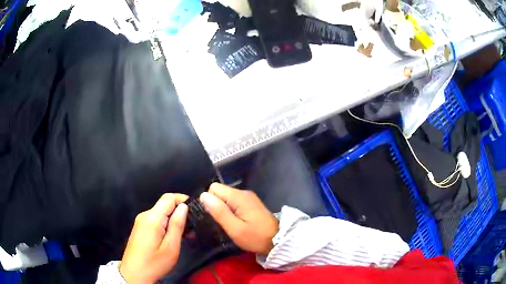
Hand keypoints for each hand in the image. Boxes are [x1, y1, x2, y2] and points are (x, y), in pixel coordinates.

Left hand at [119, 193, 188, 283]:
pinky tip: (171, 238)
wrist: (134, 274)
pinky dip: (165, 225)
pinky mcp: (139, 228)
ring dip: (173, 220)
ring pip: (160, 213)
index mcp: (152, 218)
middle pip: (164, 205)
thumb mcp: (170, 247)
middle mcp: (144, 215)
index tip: (195, 210)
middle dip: (180, 213)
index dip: (183, 199)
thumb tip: (183, 207)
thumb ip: (177, 225)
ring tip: (185, 236)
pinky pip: (155, 220)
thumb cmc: (154, 263)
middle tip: (192, 229)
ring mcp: (140, 221)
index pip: (168, 198)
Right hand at [200, 183, 278, 254]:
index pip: (214, 188)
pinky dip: (231, 210)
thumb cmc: (256, 237)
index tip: (216, 217)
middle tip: (223, 222)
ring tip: (229, 224)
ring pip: (226, 197)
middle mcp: (243, 192)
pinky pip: (233, 201)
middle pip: (220, 191)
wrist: (278, 240)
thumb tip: (203, 195)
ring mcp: (248, 197)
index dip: (210, 202)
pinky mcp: (251, 203)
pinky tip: (236, 221)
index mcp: (238, 196)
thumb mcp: (235, 229)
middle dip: (217, 205)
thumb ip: (219, 212)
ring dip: (224, 209)